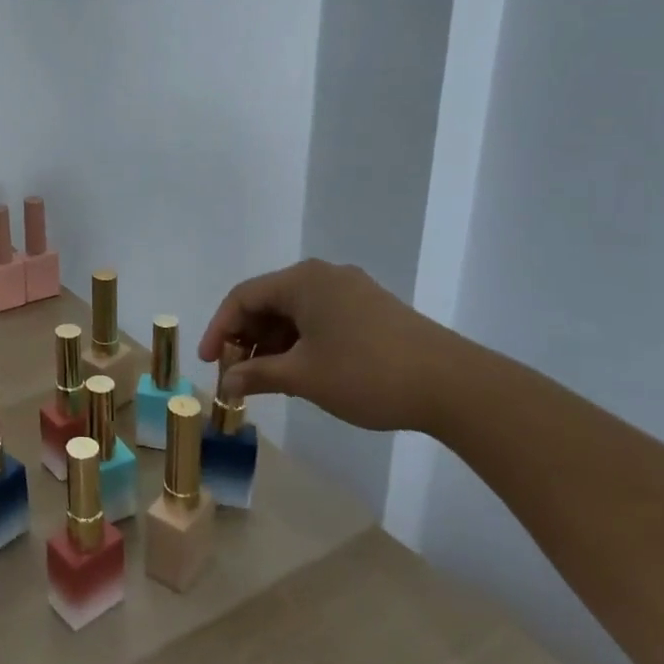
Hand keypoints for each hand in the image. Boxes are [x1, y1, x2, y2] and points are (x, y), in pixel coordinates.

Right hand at [198, 259, 466, 432]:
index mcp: (302, 280)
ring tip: (266, 379)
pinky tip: (300, 371)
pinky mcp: (372, 310)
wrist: (455, 386)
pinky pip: (320, 319)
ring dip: (273, 343)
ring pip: (295, 312)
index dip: (219, 329)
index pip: (243, 297)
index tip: (208, 363)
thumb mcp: (303, 377)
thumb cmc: (366, 374)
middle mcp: (324, 276)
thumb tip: (226, 383)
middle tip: (236, 374)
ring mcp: (352, 291)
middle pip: (268, 302)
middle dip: (246, 338)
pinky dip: (300, 342)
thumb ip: (257, 374)